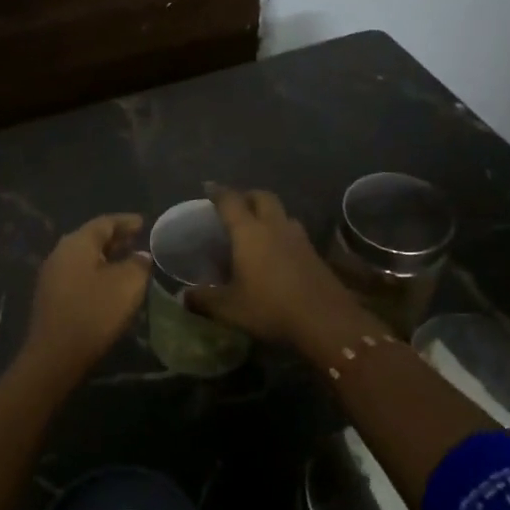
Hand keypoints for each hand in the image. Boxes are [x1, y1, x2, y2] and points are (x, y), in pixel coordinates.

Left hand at [21, 213, 152, 381]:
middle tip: (137, 240)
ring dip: (106, 257)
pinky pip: (77, 274)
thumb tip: (140, 256)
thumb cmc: (94, 313)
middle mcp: (60, 253)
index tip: (144, 223)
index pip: (104, 223)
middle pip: (91, 238)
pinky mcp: (51, 297)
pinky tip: (109, 284)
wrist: (55, 355)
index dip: (126, 222)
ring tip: (127, 261)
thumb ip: (138, 264)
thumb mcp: (127, 285)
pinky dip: (96, 272)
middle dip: (115, 238)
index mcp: (77, 243)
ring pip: (83, 257)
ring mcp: (52, 276)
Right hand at [186, 185, 363, 345]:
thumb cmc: (270, 308)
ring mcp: (299, 238)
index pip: (231, 201)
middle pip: (262, 197)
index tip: (208, 187)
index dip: (218, 192)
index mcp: (249, 232)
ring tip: (257, 228)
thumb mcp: (229, 309)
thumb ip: (204, 300)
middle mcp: (275, 227)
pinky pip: (294, 232)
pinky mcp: (315, 253)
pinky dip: (282, 233)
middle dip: (247, 196)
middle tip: (236, 206)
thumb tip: (183, 297)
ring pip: (283, 213)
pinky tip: (278, 252)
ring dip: (269, 214)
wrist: (325, 321)